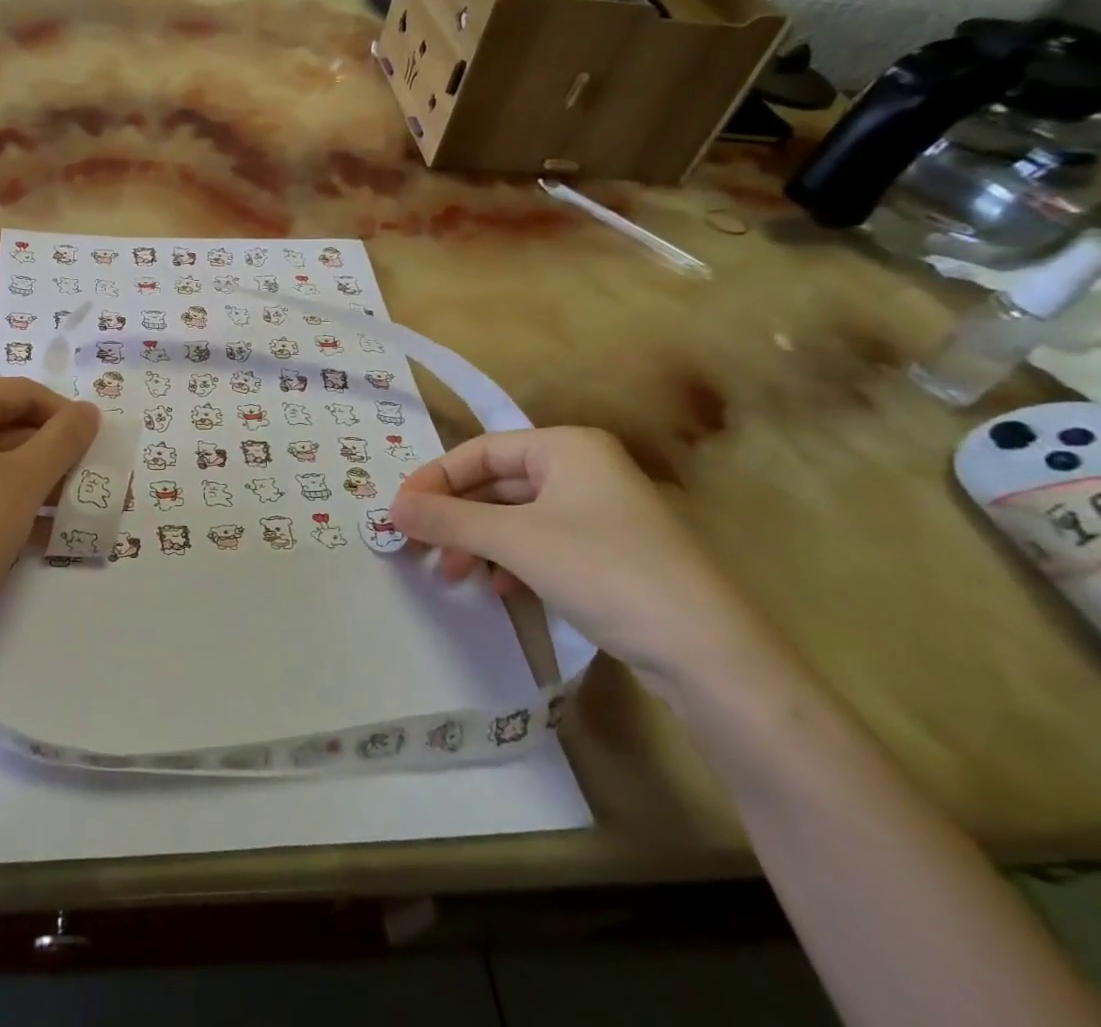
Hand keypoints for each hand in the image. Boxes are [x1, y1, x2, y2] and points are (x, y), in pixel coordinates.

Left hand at [0, 377, 97, 668]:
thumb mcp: (25, 482)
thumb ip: (64, 439)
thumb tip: (88, 410)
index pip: (24, 393)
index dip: (66, 417)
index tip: (97, 451)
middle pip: (4, 424)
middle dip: (50, 455)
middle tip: (84, 487)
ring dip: (31, 482)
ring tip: (64, 516)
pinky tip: (30, 535)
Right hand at [390, 427, 779, 697]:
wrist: (708, 654)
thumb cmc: (604, 571)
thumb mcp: (515, 541)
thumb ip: (448, 520)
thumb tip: (392, 508)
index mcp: (566, 447)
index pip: (480, 451)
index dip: (435, 479)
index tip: (400, 511)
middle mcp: (584, 469)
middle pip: (497, 484)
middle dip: (456, 517)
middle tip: (418, 547)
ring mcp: (600, 512)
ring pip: (517, 517)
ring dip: (478, 543)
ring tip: (452, 575)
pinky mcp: (610, 553)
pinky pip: (542, 543)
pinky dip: (512, 561)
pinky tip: (501, 590)